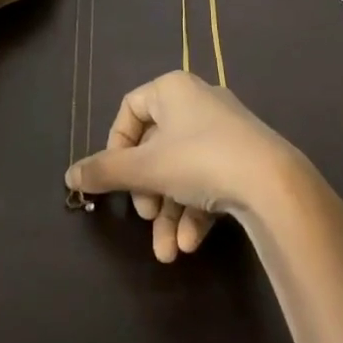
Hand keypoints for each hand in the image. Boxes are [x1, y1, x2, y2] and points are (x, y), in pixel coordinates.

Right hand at [65, 71, 320, 262]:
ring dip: (171, 213)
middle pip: (157, 146)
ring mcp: (224, 131)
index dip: (117, 145)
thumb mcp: (146, 168)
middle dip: (148, 192)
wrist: (273, 182)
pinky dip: (196, 211)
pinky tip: (191, 244)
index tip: (115, 178)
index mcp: (173, 89)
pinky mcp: (244, 159)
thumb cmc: (199, 160)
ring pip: (183, 172)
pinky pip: (209, 180)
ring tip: (168, 253)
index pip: (131, 108)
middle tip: (147, 215)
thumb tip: (69, 175)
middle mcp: (198, 102)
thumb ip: (105, 172)